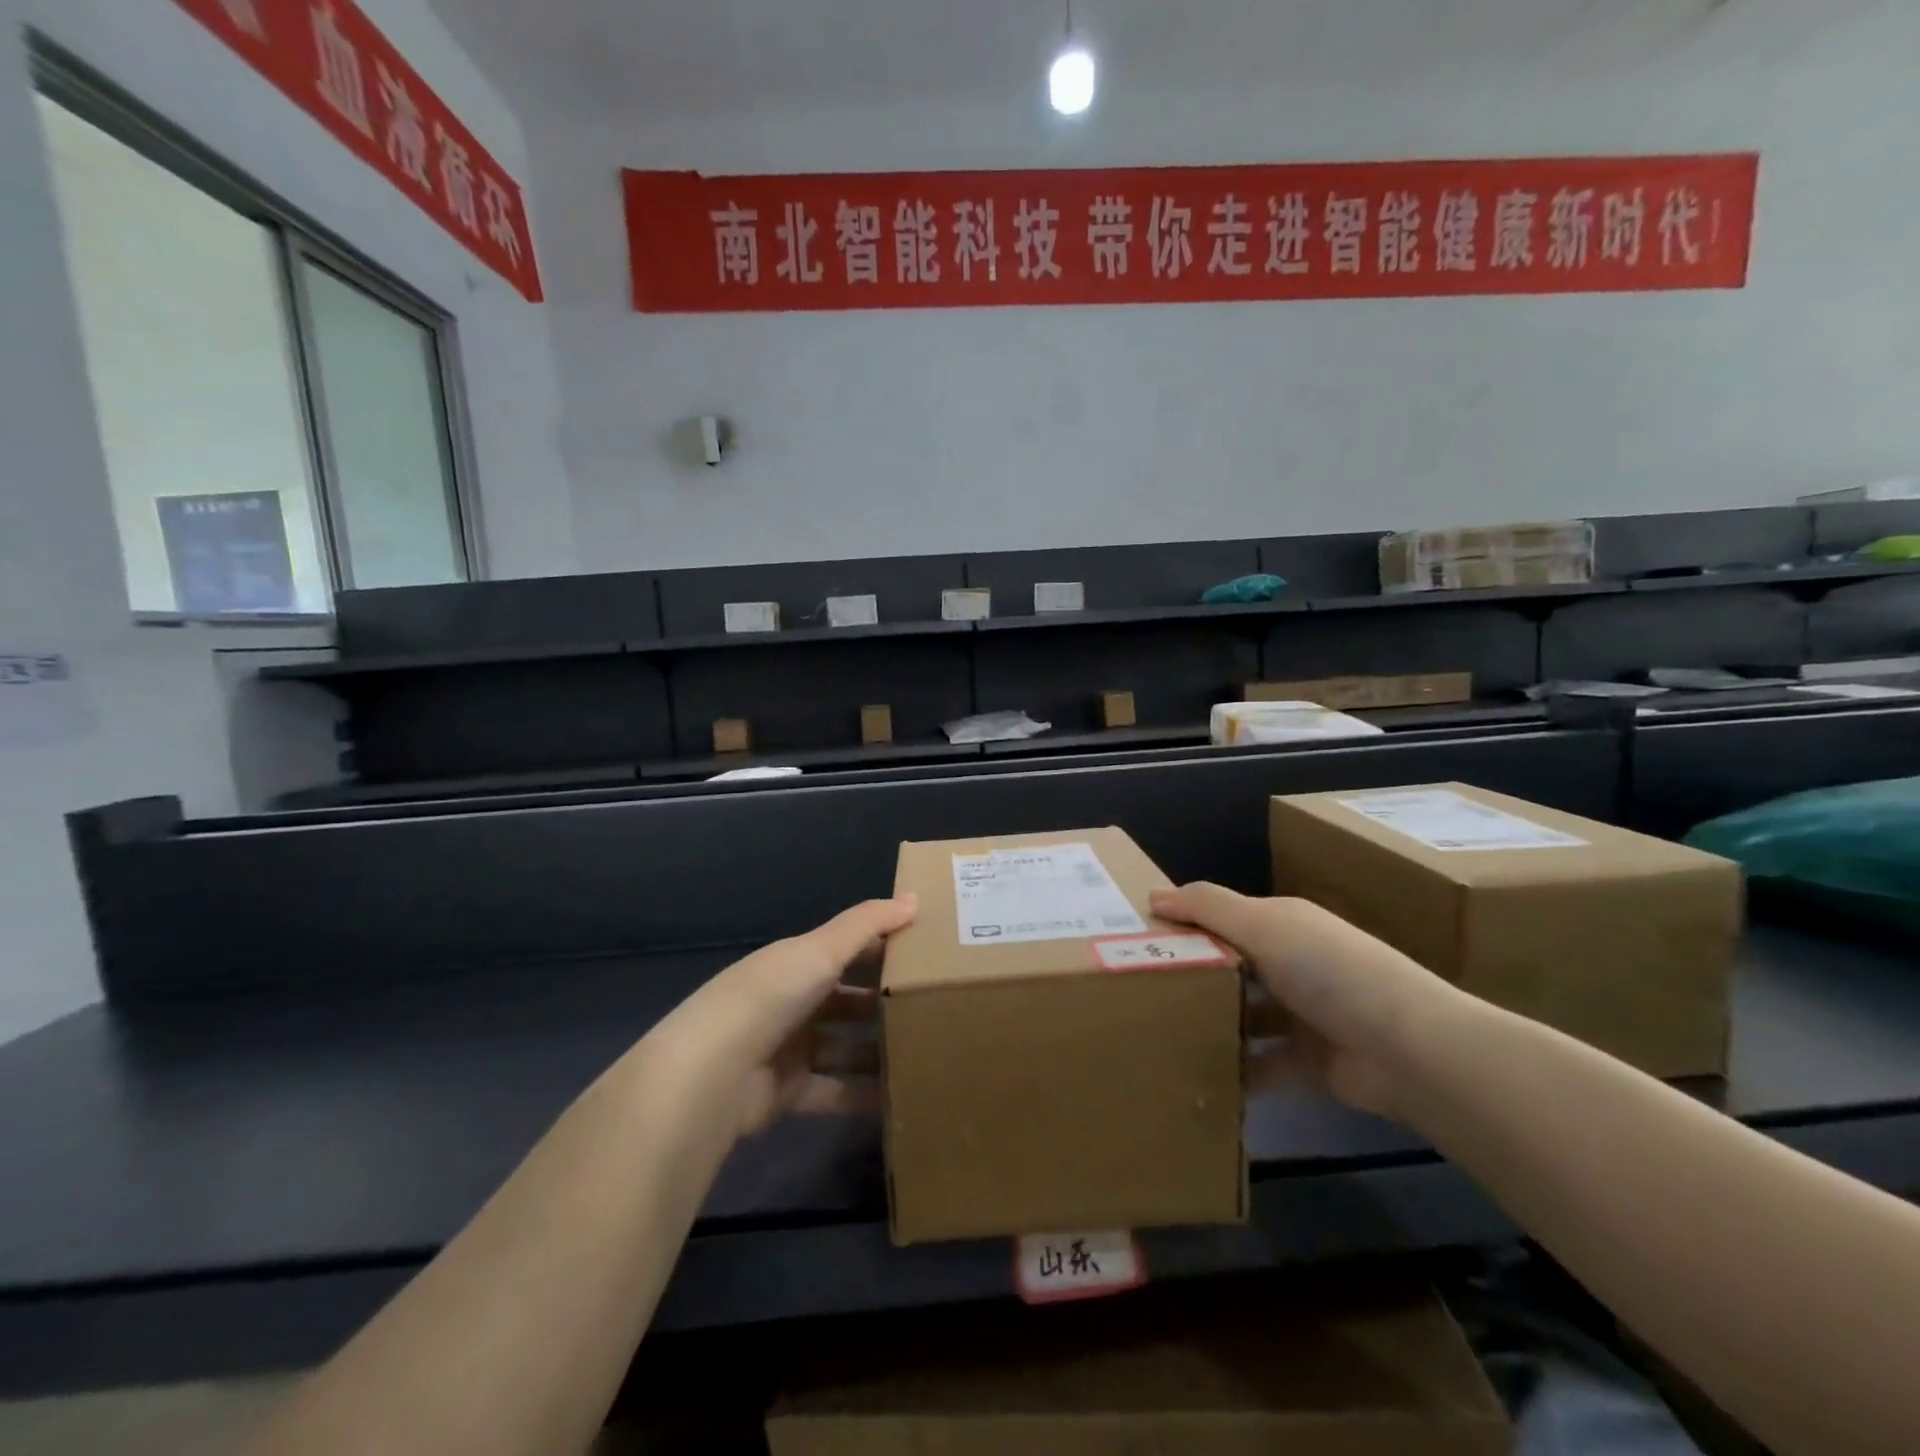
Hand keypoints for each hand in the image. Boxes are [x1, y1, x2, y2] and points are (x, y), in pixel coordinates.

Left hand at [645, 895, 916, 1137]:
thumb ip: (867, 924)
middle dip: (884, 1003)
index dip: (882, 948)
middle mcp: (792, 1001)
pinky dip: (863, 1093)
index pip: (847, 949)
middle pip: (847, 999)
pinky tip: (900, 1094)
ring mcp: (789, 1048)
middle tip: (935, 1007)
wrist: (715, 1072)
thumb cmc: (772, 996)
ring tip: (927, 1051)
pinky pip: (835, 1090)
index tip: (927, 953)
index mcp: (796, 962)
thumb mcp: (822, 950)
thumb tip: (915, 897)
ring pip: (844, 1046)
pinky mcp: (788, 1092)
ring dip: (878, 1050)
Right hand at [1150, 884, 1460, 1117]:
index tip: (1135, 939)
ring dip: (1212, 1024)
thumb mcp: (1263, 926)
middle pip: (1230, 965)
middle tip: (1137, 990)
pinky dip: (1236, 1070)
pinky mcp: (1308, 1062)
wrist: (1409, 1049)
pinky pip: (1261, 1064)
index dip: (1183, 923)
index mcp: (1282, 924)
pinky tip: (1197, 1076)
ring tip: (1158, 1035)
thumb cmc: (1328, 971)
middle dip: (1191, 976)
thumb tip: (1153, 896)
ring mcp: (1302, 1014)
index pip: (1222, 916)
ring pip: (1243, 1015)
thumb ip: (1207, 907)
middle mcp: (1291, 963)